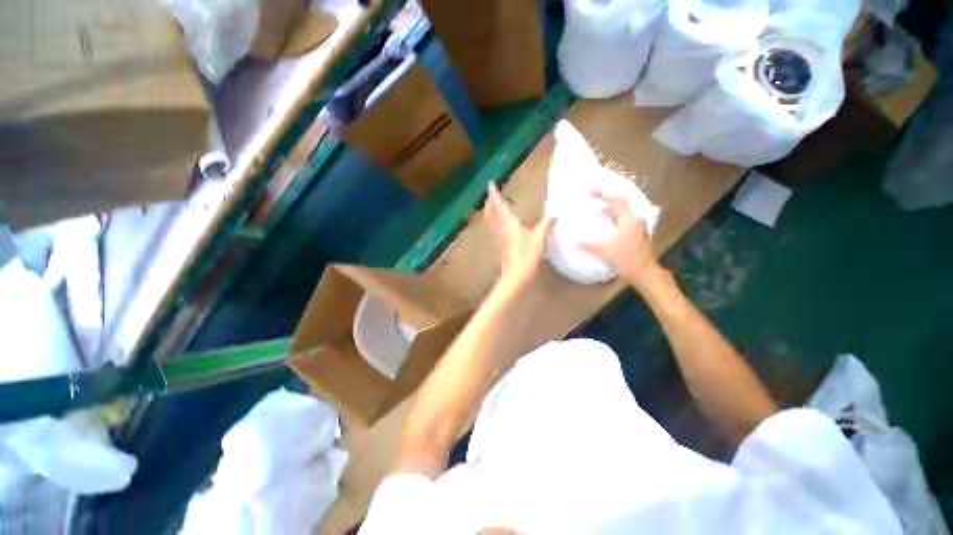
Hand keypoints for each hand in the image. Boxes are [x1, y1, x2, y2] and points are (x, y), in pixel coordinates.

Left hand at [484, 183, 554, 293]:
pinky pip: (494, 228)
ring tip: (490, 204)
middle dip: (490, 202)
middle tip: (490, 194)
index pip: (500, 206)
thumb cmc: (527, 255)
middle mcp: (501, 228)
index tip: (490, 184)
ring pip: (491, 220)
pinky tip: (496, 223)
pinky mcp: (499, 244)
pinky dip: (493, 220)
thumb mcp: (539, 239)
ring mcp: (499, 237)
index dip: (495, 195)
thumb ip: (546, 225)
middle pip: (492, 212)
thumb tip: (555, 214)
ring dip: (490, 211)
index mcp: (509, 224)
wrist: (516, 275)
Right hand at [580, 190, 659, 286]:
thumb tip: (571, 243)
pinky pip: (625, 220)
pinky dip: (616, 218)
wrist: (644, 272)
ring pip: (624, 213)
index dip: (604, 193)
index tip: (590, 192)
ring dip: (611, 210)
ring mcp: (638, 227)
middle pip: (621, 204)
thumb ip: (586, 246)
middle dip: (607, 200)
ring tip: (599, 214)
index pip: (617, 199)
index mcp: (627, 220)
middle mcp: (634, 220)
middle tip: (594, 199)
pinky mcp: (638, 234)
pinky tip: (609, 226)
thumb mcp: (603, 252)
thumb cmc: (625, 259)